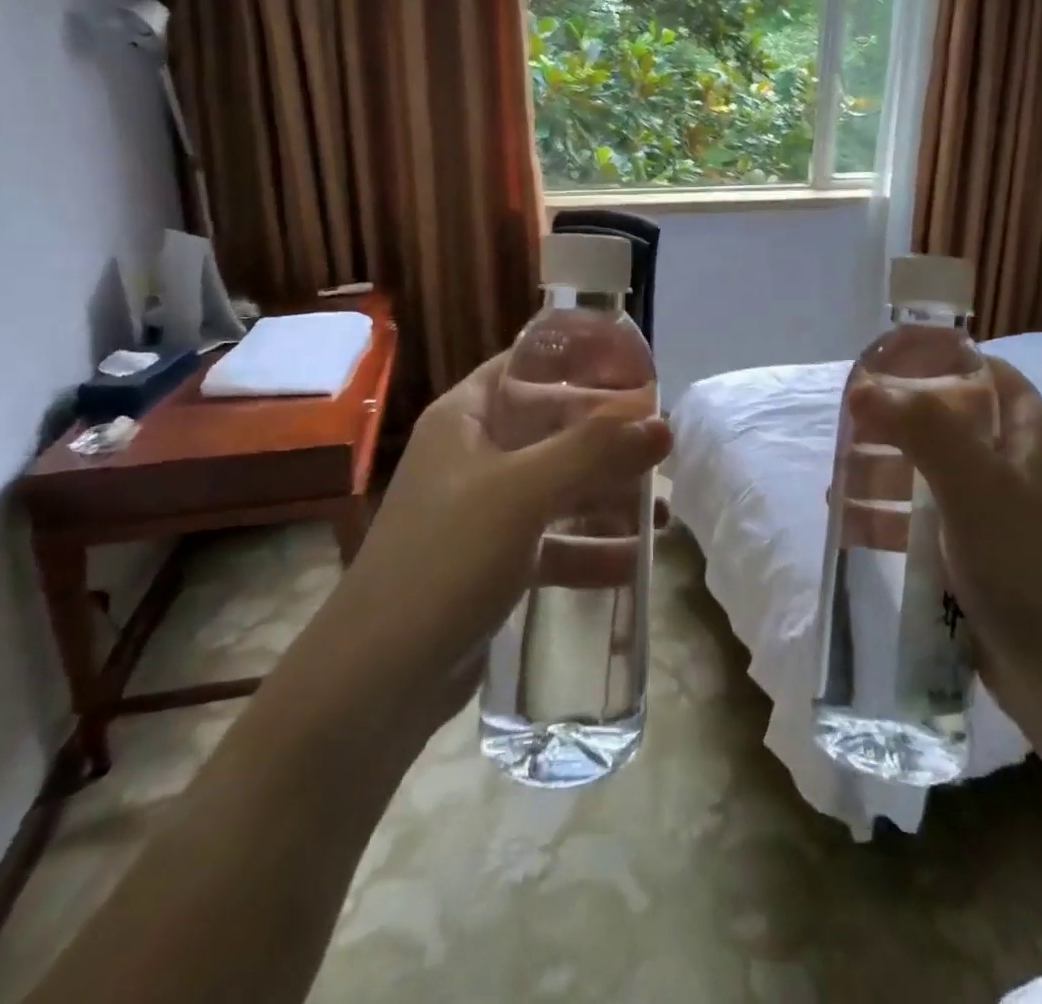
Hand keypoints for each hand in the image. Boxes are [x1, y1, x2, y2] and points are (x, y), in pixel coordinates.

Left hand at [349, 351, 671, 694]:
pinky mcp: (492, 562)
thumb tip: (663, 425)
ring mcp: (483, 511)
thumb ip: (594, 452)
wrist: (377, 681)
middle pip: (551, 428)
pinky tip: (635, 563)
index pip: (526, 365)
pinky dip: (589, 548)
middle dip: (607, 437)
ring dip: (606, 496)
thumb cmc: (447, 559)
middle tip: (662, 443)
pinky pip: (552, 541)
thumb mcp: (523, 492)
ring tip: (661, 511)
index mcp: (466, 418)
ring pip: (557, 487)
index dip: (578, 359)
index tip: (636, 368)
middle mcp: (473, 455)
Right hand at [847, 358, 1041, 711]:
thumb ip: (920, 427)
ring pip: (930, 471)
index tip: (878, 369)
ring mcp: (996, 510)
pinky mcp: (977, 552)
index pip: (980, 372)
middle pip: (946, 421)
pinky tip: (851, 525)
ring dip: (884, 472)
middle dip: (894, 424)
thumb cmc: (1027, 564)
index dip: (932, 362)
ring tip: (837, 483)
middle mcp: (1016, 463)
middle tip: (847, 429)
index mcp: (1030, 432)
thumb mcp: (974, 484)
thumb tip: (861, 390)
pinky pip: (926, 518)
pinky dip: (891, 516)